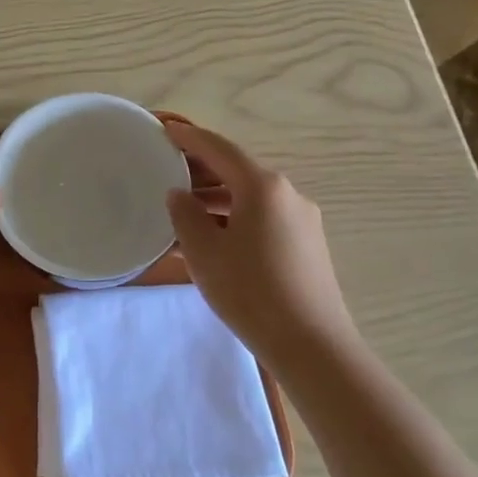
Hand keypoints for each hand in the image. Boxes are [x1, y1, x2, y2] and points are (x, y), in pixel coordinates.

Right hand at [165, 123, 355, 364]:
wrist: (312, 346)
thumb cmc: (250, 292)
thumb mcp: (204, 252)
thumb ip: (185, 215)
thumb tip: (180, 194)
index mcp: (263, 186)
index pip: (219, 149)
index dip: (189, 137)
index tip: (165, 130)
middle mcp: (287, 194)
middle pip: (237, 171)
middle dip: (202, 170)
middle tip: (167, 172)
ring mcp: (302, 220)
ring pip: (250, 198)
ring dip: (217, 200)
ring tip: (183, 212)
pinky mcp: (307, 245)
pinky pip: (263, 219)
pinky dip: (235, 219)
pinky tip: (213, 240)